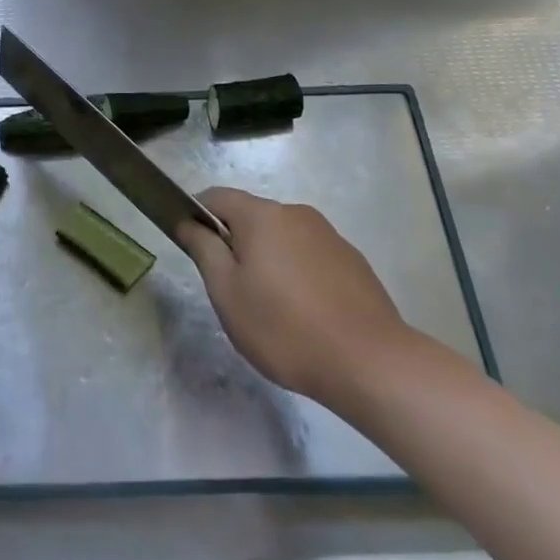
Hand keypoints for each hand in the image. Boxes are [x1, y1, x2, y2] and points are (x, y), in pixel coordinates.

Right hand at [176, 187, 415, 403]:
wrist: (371, 363)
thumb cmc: (285, 328)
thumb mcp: (227, 292)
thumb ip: (203, 249)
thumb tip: (188, 221)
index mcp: (262, 215)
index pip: (217, 197)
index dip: (197, 215)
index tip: (192, 247)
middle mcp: (296, 213)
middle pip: (251, 217)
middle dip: (235, 243)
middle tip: (231, 290)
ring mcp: (328, 235)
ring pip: (282, 238)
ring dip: (268, 260)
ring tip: (271, 309)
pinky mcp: (352, 260)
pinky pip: (309, 256)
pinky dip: (298, 273)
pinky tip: (305, 314)